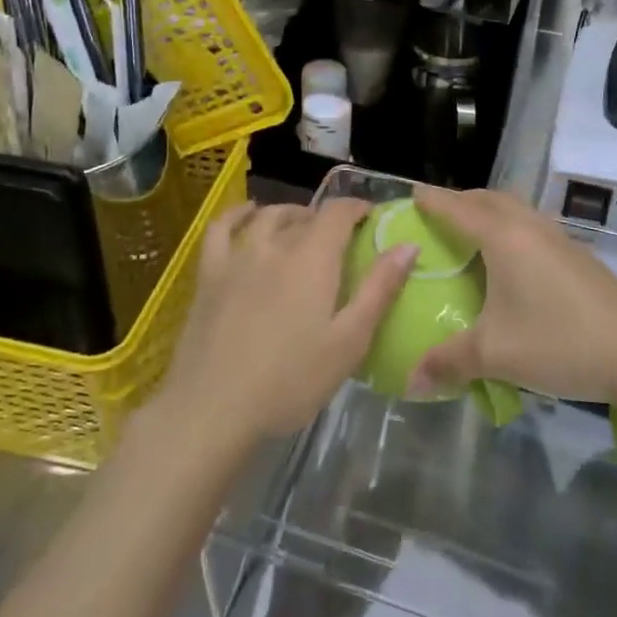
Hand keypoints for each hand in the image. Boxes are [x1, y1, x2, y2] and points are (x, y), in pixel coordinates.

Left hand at [159, 199, 416, 444]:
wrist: (213, 409)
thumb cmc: (291, 381)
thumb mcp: (349, 341)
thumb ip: (380, 289)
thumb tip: (408, 245)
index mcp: (313, 259)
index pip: (338, 212)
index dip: (357, 208)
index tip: (371, 218)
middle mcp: (275, 245)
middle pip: (304, 216)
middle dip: (327, 219)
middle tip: (341, 240)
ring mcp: (237, 257)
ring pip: (267, 217)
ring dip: (290, 214)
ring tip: (301, 227)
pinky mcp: (209, 275)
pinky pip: (220, 229)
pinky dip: (237, 214)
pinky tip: (247, 214)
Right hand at [409, 186, 616, 403]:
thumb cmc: (559, 342)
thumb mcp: (495, 354)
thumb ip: (448, 362)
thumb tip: (410, 380)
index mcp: (503, 237)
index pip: (458, 208)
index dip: (432, 200)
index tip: (410, 193)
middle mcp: (530, 227)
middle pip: (489, 199)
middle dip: (460, 201)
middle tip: (437, 215)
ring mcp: (559, 238)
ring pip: (515, 210)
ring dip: (489, 212)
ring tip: (470, 234)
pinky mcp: (577, 255)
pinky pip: (532, 227)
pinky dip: (511, 229)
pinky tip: (511, 262)